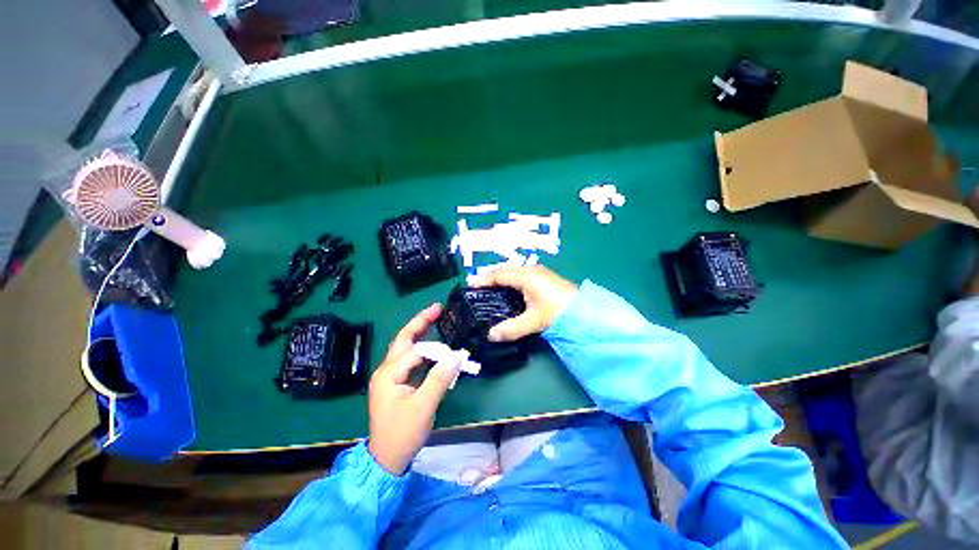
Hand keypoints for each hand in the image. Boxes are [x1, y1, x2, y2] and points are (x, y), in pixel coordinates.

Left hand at [368, 304, 464, 474]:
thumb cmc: (402, 434)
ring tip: (435, 318)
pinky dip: (422, 349)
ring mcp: (390, 376)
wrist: (386, 460)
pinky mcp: (396, 382)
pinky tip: (431, 344)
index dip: (438, 351)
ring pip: (406, 347)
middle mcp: (386, 370)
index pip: (417, 352)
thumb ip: (440, 378)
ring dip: (420, 332)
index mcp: (388, 374)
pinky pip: (410, 359)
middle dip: (420, 322)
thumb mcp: (424, 407)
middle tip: (437, 308)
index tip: (456, 356)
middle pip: (404, 339)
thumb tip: (458, 355)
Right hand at [471, 266, 578, 341]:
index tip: (471, 286)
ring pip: (514, 270)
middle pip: (505, 269)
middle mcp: (531, 270)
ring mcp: (540, 271)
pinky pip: (522, 273)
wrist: (586, 310)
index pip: (499, 275)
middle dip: (491, 275)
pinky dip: (512, 278)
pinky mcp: (545, 276)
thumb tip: (491, 335)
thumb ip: (511, 328)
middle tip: (479, 286)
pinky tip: (512, 288)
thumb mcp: (533, 321)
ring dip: (502, 276)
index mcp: (525, 276)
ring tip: (492, 286)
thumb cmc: (558, 311)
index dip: (484, 280)